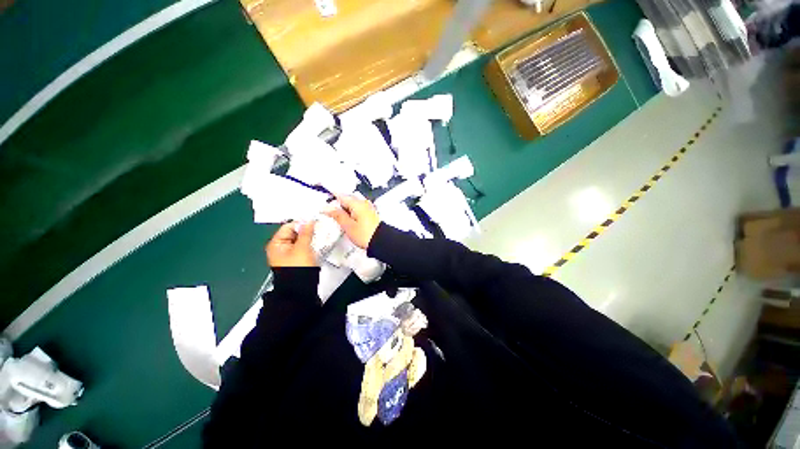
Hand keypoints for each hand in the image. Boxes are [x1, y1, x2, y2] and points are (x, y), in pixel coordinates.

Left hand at [265, 222, 316, 266]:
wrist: (301, 286)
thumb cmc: (296, 269)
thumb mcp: (302, 248)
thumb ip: (305, 233)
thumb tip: (308, 222)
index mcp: (275, 245)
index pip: (288, 227)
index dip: (301, 223)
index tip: (313, 222)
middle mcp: (280, 249)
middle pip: (294, 234)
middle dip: (306, 231)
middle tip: (318, 229)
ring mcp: (289, 255)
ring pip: (301, 241)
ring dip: (310, 239)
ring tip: (319, 237)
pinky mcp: (297, 260)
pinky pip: (304, 248)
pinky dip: (311, 246)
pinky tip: (317, 245)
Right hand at [325, 195, 379, 248]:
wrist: (381, 241)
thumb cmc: (365, 235)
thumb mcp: (348, 226)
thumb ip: (337, 215)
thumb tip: (327, 208)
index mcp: (357, 203)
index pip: (340, 195)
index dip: (330, 198)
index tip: (323, 203)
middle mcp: (363, 202)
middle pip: (346, 199)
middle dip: (337, 204)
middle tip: (328, 212)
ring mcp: (368, 207)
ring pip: (352, 204)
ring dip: (344, 209)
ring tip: (338, 218)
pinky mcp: (370, 213)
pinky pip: (357, 209)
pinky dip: (351, 213)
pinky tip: (348, 220)